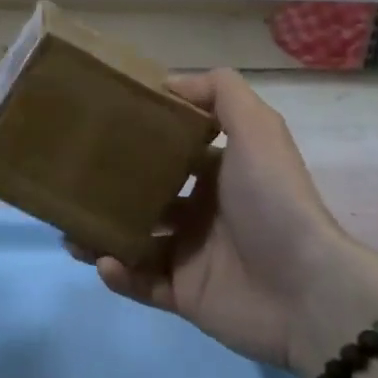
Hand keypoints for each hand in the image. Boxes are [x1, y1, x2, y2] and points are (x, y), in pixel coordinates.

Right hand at [87, 69, 377, 376]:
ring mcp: (192, 256)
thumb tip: (168, 82)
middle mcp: (203, 213)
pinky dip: (119, 274)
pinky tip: (105, 263)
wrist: (306, 290)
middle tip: (72, 186)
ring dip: (101, 235)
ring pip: (134, 241)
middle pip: (145, 197)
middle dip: (109, 192)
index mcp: (218, 175)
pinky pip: (142, 283)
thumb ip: (221, 93)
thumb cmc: (274, 201)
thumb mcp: (257, 129)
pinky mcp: (186, 295)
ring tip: (71, 231)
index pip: (170, 154)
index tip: (97, 132)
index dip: (139, 142)